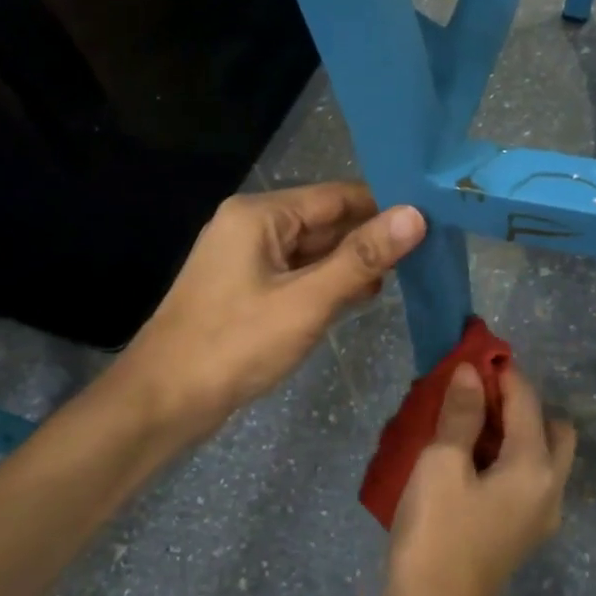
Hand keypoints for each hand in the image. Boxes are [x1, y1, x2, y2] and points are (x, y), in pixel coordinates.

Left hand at [113, 182, 424, 441]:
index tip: (431, 222)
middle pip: (325, 221)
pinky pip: (297, 275)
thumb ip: (361, 258)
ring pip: (313, 251)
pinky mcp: (246, 290)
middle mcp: (251, 227)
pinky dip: (327, 284)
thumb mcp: (306, 301)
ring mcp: (247, 260)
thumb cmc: (235, 345)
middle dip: (370, 238)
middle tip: (426, 254)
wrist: (164, 400)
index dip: (383, 207)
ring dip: (351, 264)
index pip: (337, 195)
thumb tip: (415, 216)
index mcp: (260, 215)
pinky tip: (359, 298)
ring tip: (405, 277)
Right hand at [386, 362, 577, 595]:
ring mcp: (538, 515)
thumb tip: (470, 373)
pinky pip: (523, 478)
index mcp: (535, 467)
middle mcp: (549, 488)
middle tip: (473, 395)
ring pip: (538, 455)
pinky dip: (504, 458)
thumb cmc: (435, 537)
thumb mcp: (440, 466)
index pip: (527, 400)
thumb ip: (460, 415)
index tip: (472, 350)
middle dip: (517, 402)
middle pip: (548, 427)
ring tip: (464, 421)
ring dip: (510, 430)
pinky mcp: (520, 532)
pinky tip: (465, 458)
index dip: (501, 371)